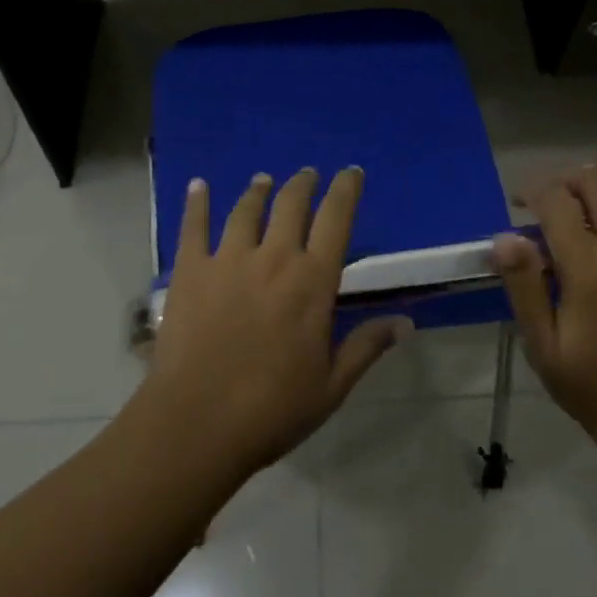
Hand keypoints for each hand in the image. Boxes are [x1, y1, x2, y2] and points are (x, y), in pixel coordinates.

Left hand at [147, 168, 409, 475]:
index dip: (346, 190)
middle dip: (303, 184)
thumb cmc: (271, 409)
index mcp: (312, 281)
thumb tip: (406, 322)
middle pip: (291, 204)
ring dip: (258, 190)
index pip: (336, 219)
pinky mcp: (190, 271)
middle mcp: (274, 257)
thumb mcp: (331, 386)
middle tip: (307, 175)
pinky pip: (194, 227)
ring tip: (263, 180)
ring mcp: (228, 260)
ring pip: (247, 210)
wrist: (196, 424)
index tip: (351, 173)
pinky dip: (197, 203)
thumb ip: (367, 346)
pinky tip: (199, 186)